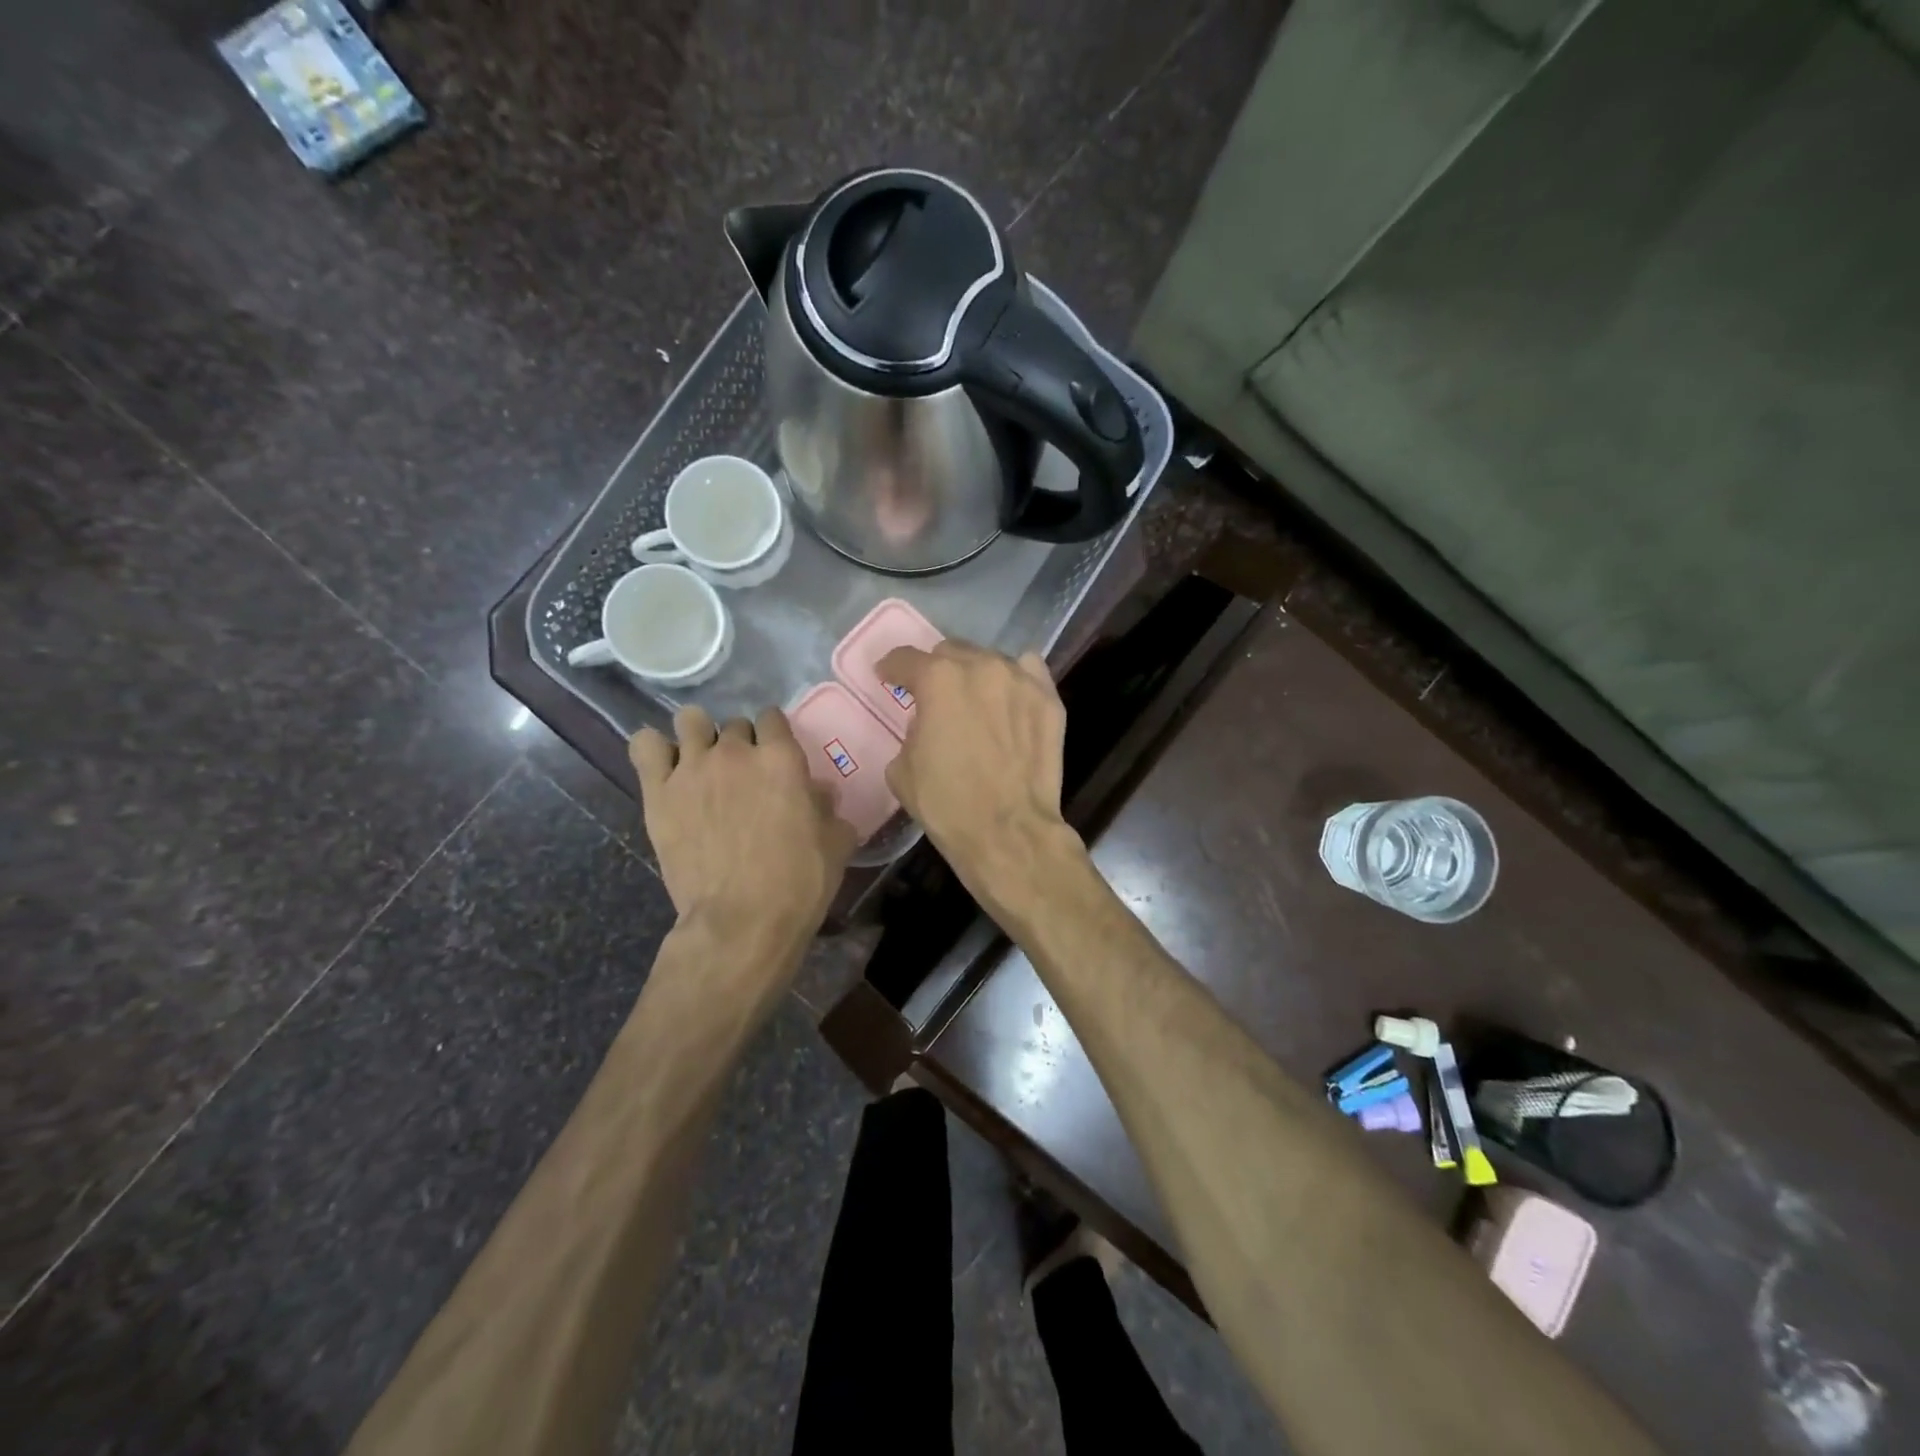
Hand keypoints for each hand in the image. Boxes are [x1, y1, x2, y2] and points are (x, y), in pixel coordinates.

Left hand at [630, 706, 857, 956]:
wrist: (742, 920)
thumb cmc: (799, 882)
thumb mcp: (835, 843)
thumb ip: (828, 809)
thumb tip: (820, 794)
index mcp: (781, 758)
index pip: (773, 718)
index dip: (775, 735)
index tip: (776, 756)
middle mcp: (735, 752)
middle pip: (735, 724)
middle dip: (741, 743)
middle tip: (743, 776)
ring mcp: (692, 768)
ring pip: (689, 720)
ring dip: (698, 736)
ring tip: (702, 763)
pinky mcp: (658, 792)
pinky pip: (645, 746)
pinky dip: (654, 750)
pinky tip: (665, 769)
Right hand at [876, 641, 1081, 914]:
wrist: (1007, 831)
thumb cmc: (947, 803)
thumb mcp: (902, 767)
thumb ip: (912, 729)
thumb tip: (926, 724)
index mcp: (937, 679)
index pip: (906, 659)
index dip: (891, 668)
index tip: (887, 677)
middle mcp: (980, 666)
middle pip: (950, 652)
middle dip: (936, 670)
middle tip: (934, 695)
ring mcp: (1020, 679)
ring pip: (990, 660)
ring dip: (975, 675)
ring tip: (975, 700)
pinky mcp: (1048, 699)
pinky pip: (1028, 672)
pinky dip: (1014, 680)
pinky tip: (1009, 700)